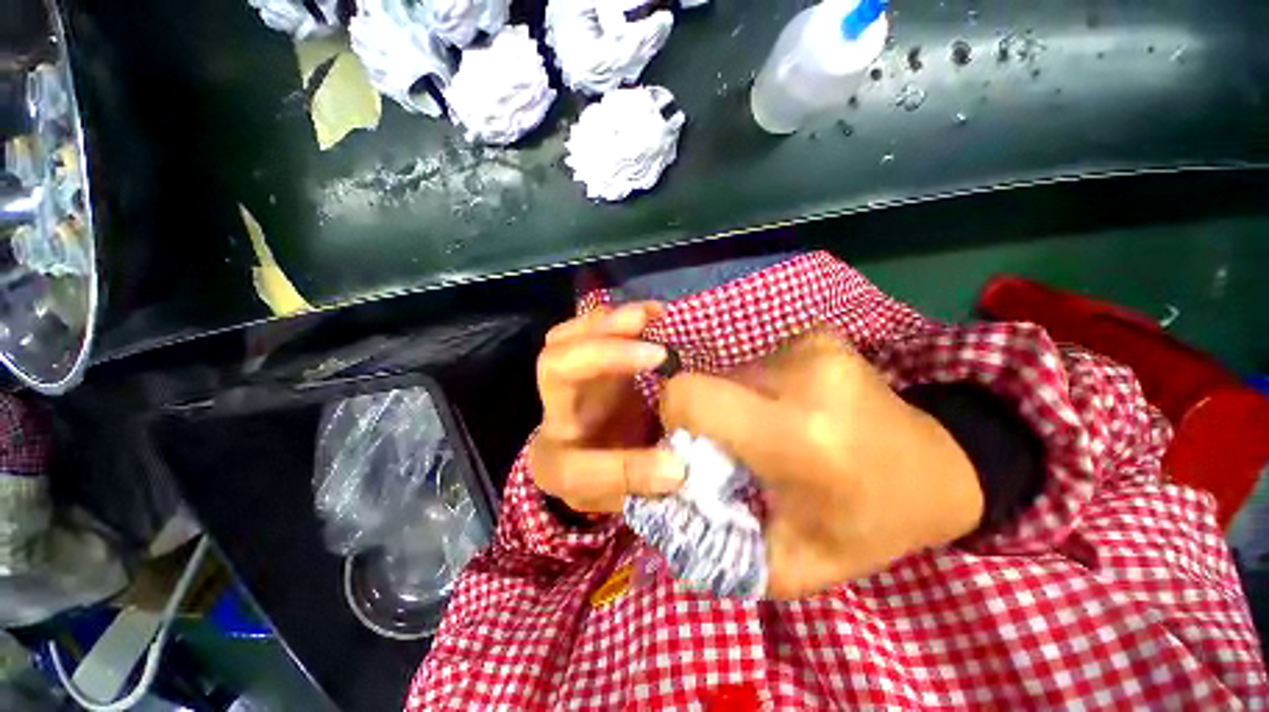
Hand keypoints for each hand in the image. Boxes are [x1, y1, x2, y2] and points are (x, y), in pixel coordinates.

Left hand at [530, 303, 686, 513]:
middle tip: (656, 354)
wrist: (588, 454)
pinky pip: (585, 328)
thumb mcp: (625, 495)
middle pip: (554, 372)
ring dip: (609, 323)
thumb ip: (646, 484)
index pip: (575, 467)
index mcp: (558, 466)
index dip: (625, 469)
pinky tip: (650, 314)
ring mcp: (563, 382)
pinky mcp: (581, 359)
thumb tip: (678, 468)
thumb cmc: (608, 476)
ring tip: (652, 316)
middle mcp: (552, 419)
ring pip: (565, 339)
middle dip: (602, 356)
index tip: (675, 467)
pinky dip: (616, 317)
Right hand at [660, 332, 983, 598]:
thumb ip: (719, 550)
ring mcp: (813, 347)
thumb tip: (663, 511)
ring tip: (773, 430)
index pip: (690, 396)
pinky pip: (757, 360)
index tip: (696, 448)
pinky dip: (760, 387)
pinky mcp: (818, 335)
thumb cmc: (869, 524)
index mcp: (797, 437)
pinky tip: (793, 409)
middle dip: (709, 417)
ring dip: (737, 403)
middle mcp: (803, 377)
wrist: (940, 470)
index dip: (677, 418)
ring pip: (731, 372)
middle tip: (739, 448)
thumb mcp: (792, 563)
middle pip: (708, 383)